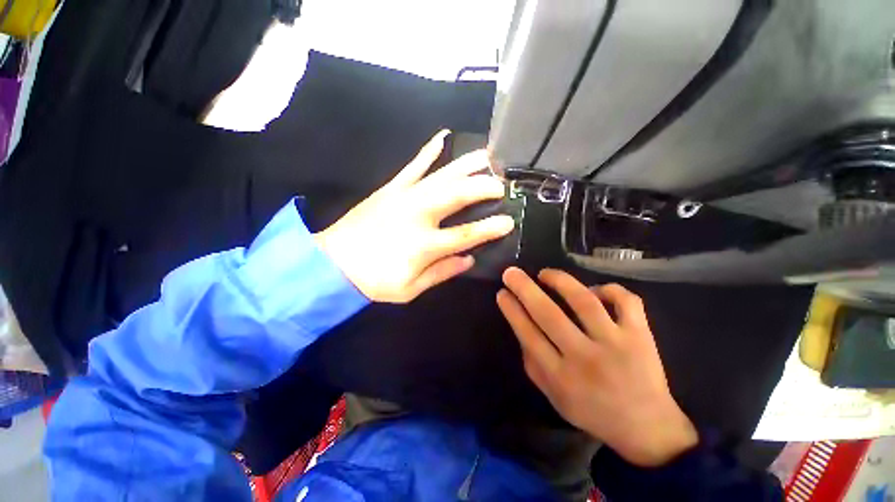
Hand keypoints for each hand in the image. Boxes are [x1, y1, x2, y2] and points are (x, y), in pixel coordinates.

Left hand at [314, 131, 514, 302]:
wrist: (332, 265)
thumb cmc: (373, 282)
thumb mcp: (410, 289)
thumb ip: (442, 273)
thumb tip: (469, 259)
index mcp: (424, 245)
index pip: (466, 235)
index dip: (490, 228)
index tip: (509, 221)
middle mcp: (417, 215)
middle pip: (458, 194)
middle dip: (484, 186)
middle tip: (502, 184)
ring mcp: (403, 197)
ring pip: (441, 175)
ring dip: (467, 164)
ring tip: (488, 155)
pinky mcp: (390, 188)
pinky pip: (413, 165)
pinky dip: (428, 150)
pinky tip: (443, 136)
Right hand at [496, 267, 697, 466]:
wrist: (647, 428)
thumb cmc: (592, 411)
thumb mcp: (553, 396)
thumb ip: (532, 362)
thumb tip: (521, 325)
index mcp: (561, 377)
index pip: (528, 335)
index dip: (512, 310)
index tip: (502, 293)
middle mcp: (586, 358)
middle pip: (548, 314)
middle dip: (524, 288)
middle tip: (511, 273)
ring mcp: (617, 344)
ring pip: (584, 301)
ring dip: (560, 281)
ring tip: (545, 273)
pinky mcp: (641, 335)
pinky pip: (626, 301)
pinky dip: (608, 289)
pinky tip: (594, 290)